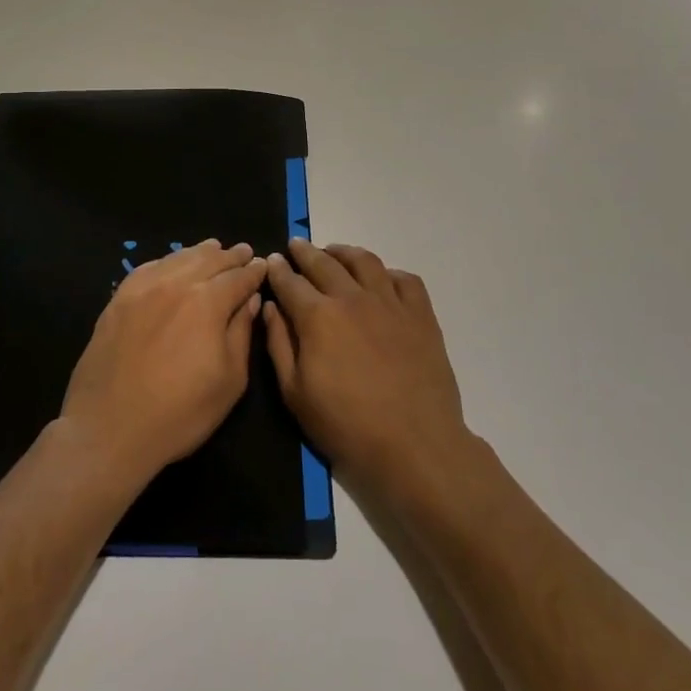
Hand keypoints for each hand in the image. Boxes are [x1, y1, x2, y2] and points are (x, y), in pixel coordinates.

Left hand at [61, 239, 266, 489]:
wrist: (109, 429)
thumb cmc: (180, 413)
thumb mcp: (229, 380)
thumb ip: (241, 333)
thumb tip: (249, 300)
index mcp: (208, 302)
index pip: (238, 277)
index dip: (253, 271)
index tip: (262, 265)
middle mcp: (176, 284)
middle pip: (209, 260)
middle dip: (230, 256)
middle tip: (243, 251)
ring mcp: (143, 289)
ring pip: (178, 258)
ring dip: (200, 252)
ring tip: (213, 248)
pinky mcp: (118, 299)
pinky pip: (148, 268)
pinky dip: (167, 261)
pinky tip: (172, 263)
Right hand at [263, 239, 470, 502]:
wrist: (414, 444)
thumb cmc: (347, 425)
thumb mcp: (295, 393)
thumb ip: (279, 344)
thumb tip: (269, 307)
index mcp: (318, 316)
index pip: (291, 282)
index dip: (278, 270)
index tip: (272, 261)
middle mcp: (352, 298)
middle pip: (324, 263)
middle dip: (306, 252)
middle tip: (297, 246)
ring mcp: (390, 302)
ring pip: (364, 261)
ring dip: (344, 252)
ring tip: (335, 252)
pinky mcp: (421, 314)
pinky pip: (404, 280)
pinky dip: (388, 273)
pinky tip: (381, 279)